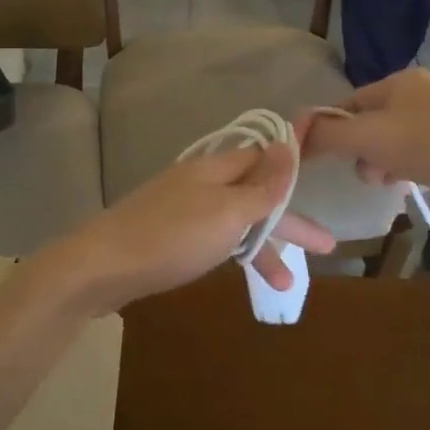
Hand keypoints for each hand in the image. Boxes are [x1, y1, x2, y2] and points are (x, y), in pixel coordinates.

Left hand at [24, 146, 335, 317]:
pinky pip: (213, 237)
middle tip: (326, 248)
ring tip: (285, 284)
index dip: (292, 170)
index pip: (262, 160)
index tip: (320, 180)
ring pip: (234, 221)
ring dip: (262, 247)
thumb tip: (286, 144)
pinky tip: (240, 271)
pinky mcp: (167, 234)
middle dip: (288, 221)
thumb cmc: (173, 237)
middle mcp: (199, 182)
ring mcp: (180, 208)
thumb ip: (261, 185)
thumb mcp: (227, 212)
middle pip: (253, 194)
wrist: (103, 265)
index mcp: (215, 169)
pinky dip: (233, 253)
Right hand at [299, 70, 429, 238]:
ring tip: (383, 179)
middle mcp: (420, 96)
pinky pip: (410, 157)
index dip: (330, 127)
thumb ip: (326, 134)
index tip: (317, 154)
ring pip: (388, 143)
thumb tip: (294, 133)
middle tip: (361, 168)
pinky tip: (403, 183)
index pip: (349, 101)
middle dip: (357, 148)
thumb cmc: (428, 145)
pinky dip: (400, 170)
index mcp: (401, 80)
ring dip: (377, 163)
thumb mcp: (367, 136)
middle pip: (367, 122)